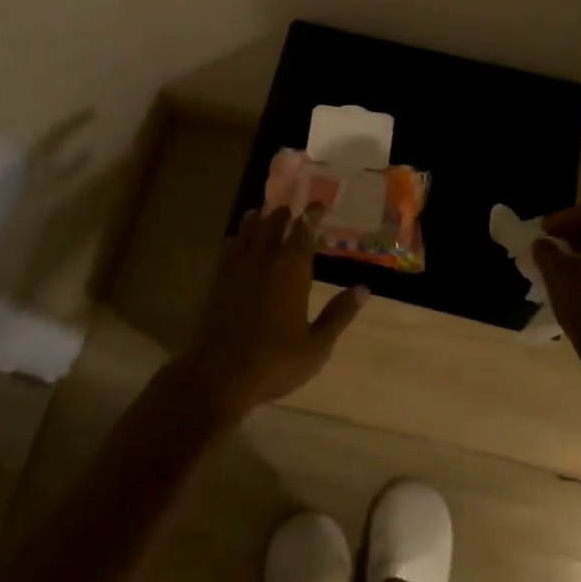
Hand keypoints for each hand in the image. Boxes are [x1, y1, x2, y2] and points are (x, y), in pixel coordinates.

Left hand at [176, 205, 369, 419]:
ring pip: (248, 231)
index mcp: (291, 270)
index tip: (319, 205)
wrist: (218, 376)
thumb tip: (364, 289)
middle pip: (274, 224)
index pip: (304, 231)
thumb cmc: (275, 362)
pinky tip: (236, 240)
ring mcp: (236, 268)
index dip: (312, 216)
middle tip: (292, 209)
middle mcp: (264, 260)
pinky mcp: (216, 280)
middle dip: (285, 214)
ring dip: (258, 219)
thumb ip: (339, 314)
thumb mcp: (316, 346)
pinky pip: (228, 248)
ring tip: (263, 213)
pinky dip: (237, 238)